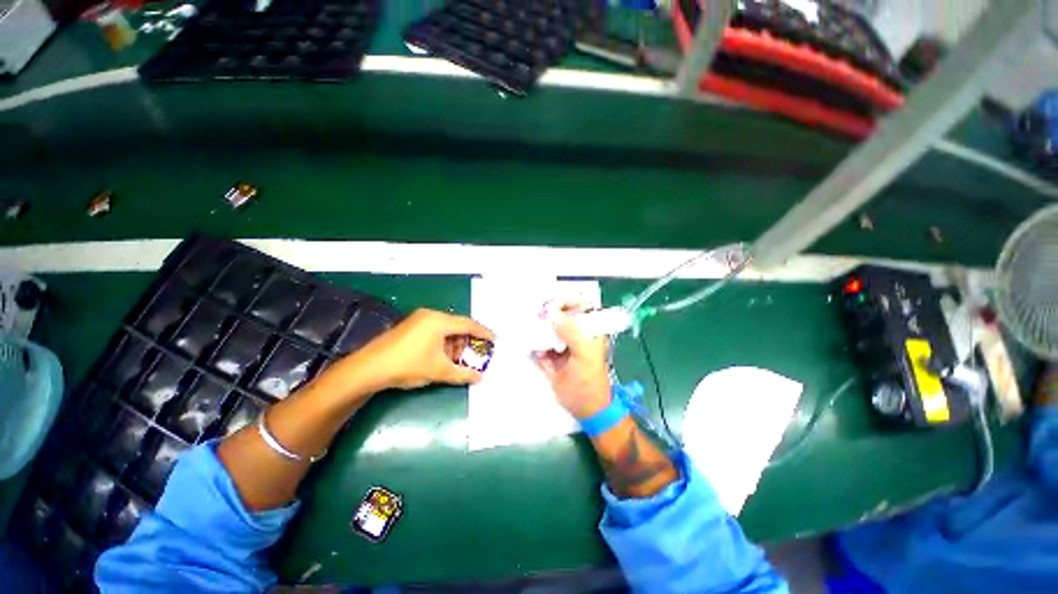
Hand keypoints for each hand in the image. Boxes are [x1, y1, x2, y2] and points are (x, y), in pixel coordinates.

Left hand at [348, 308, 494, 390]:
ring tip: (459, 360)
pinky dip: (443, 344)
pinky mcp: (409, 328)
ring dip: (455, 344)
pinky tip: (443, 357)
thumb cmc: (408, 365)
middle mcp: (430, 316)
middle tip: (476, 354)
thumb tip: (480, 378)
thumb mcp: (439, 370)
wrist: (368, 369)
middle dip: (468, 341)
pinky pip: (434, 332)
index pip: (468, 324)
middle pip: (457, 326)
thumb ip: (463, 374)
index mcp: (439, 321)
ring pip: (445, 330)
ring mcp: (417, 321)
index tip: (495, 339)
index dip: (483, 332)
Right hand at [534, 304, 611, 418]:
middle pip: (559, 315)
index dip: (566, 301)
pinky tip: (534, 347)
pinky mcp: (549, 357)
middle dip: (548, 314)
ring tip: (533, 330)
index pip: (578, 305)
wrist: (585, 408)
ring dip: (539, 329)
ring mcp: (560, 345)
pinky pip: (538, 345)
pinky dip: (534, 344)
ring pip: (547, 329)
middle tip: (539, 317)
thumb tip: (553, 316)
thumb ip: (572, 332)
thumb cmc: (591, 381)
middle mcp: (574, 334)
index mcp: (588, 330)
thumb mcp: (585, 354)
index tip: (552, 305)